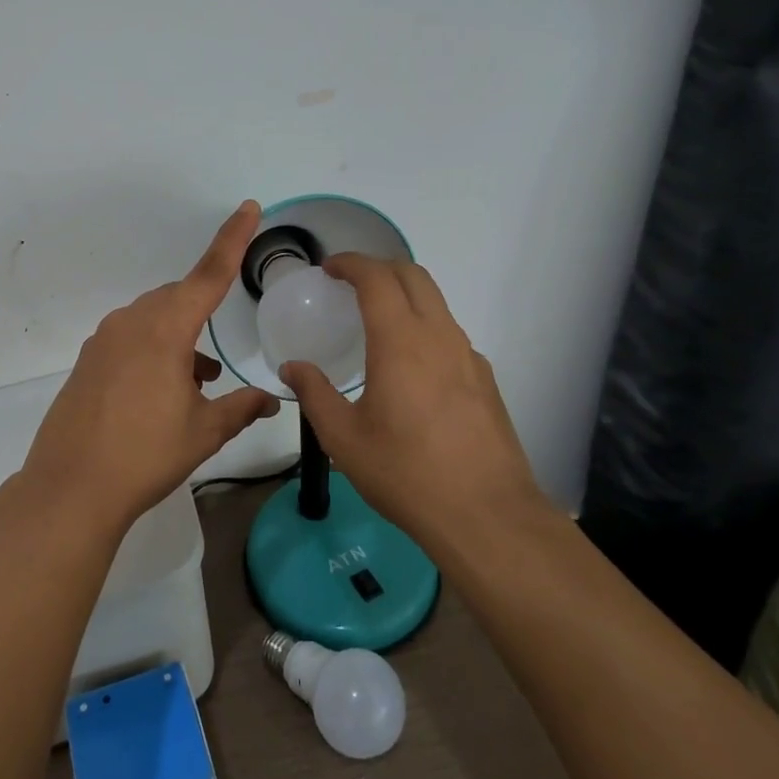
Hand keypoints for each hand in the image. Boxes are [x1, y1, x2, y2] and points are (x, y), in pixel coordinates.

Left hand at [22, 201, 280, 527]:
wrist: (71, 487)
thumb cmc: (145, 455)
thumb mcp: (203, 432)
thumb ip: (240, 408)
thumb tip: (272, 400)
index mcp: (164, 329)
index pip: (208, 274)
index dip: (232, 239)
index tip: (248, 207)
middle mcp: (131, 323)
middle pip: (177, 299)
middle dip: (201, 316)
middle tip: (214, 365)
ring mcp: (104, 341)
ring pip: (153, 321)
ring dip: (178, 342)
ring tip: (195, 386)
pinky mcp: (87, 361)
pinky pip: (130, 340)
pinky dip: (153, 353)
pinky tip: (162, 394)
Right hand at [280, 255, 545, 543]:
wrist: (486, 515)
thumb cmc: (406, 473)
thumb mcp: (343, 438)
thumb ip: (314, 394)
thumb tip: (292, 368)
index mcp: (400, 341)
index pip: (377, 278)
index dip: (351, 263)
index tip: (329, 268)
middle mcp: (439, 336)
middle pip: (413, 275)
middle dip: (379, 267)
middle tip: (349, 283)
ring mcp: (468, 356)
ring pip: (436, 302)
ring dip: (404, 294)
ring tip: (375, 320)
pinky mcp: (485, 379)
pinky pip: (450, 333)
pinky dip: (424, 325)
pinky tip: (409, 364)